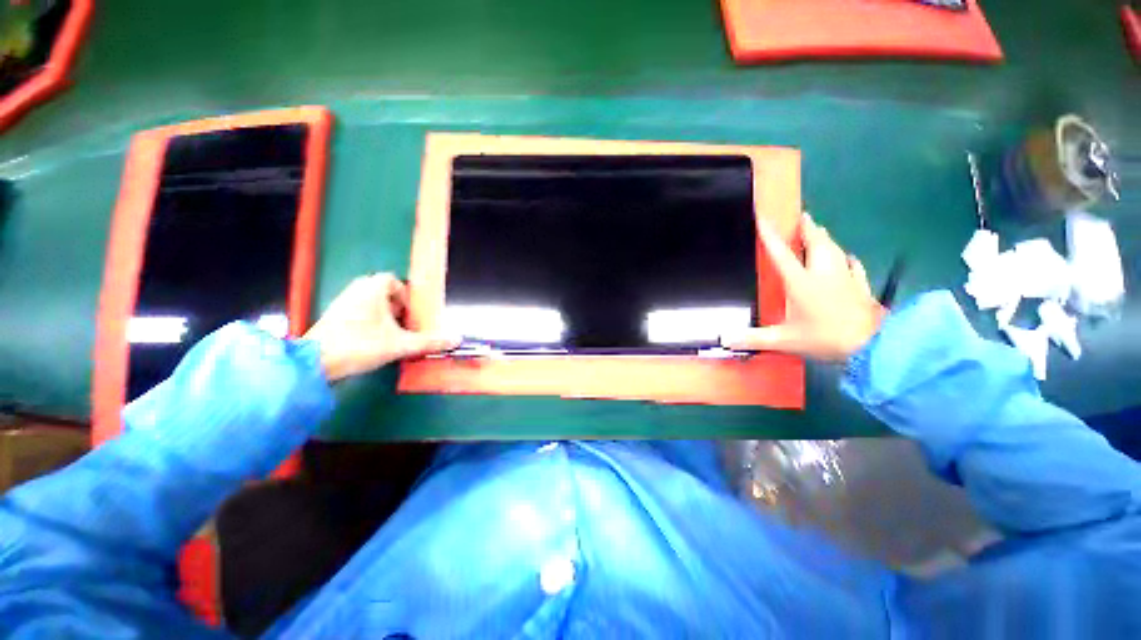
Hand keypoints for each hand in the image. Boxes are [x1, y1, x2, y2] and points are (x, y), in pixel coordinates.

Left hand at [303, 274, 458, 381]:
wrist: (316, 362)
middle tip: (402, 324)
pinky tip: (370, 339)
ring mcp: (341, 302)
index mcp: (372, 290)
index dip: (405, 295)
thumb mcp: (401, 344)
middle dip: (395, 306)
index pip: (392, 280)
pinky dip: (367, 320)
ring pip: (368, 301)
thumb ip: (429, 342)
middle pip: (381, 290)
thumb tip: (456, 339)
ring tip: (388, 333)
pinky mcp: (332, 316)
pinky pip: (356, 310)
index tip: (409, 314)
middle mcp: (355, 290)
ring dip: (382, 314)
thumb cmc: (361, 345)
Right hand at [721, 214, 885, 361]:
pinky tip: (849, 257)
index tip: (764, 218)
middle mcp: (823, 273)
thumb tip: (725, 340)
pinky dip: (847, 258)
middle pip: (816, 242)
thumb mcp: (785, 340)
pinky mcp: (861, 287)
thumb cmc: (825, 338)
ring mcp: (845, 278)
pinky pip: (854, 266)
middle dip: (808, 228)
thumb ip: (754, 339)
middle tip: (802, 217)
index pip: (782, 254)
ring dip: (825, 238)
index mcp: (801, 282)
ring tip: (819, 231)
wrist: (872, 345)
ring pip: (834, 249)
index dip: (771, 235)